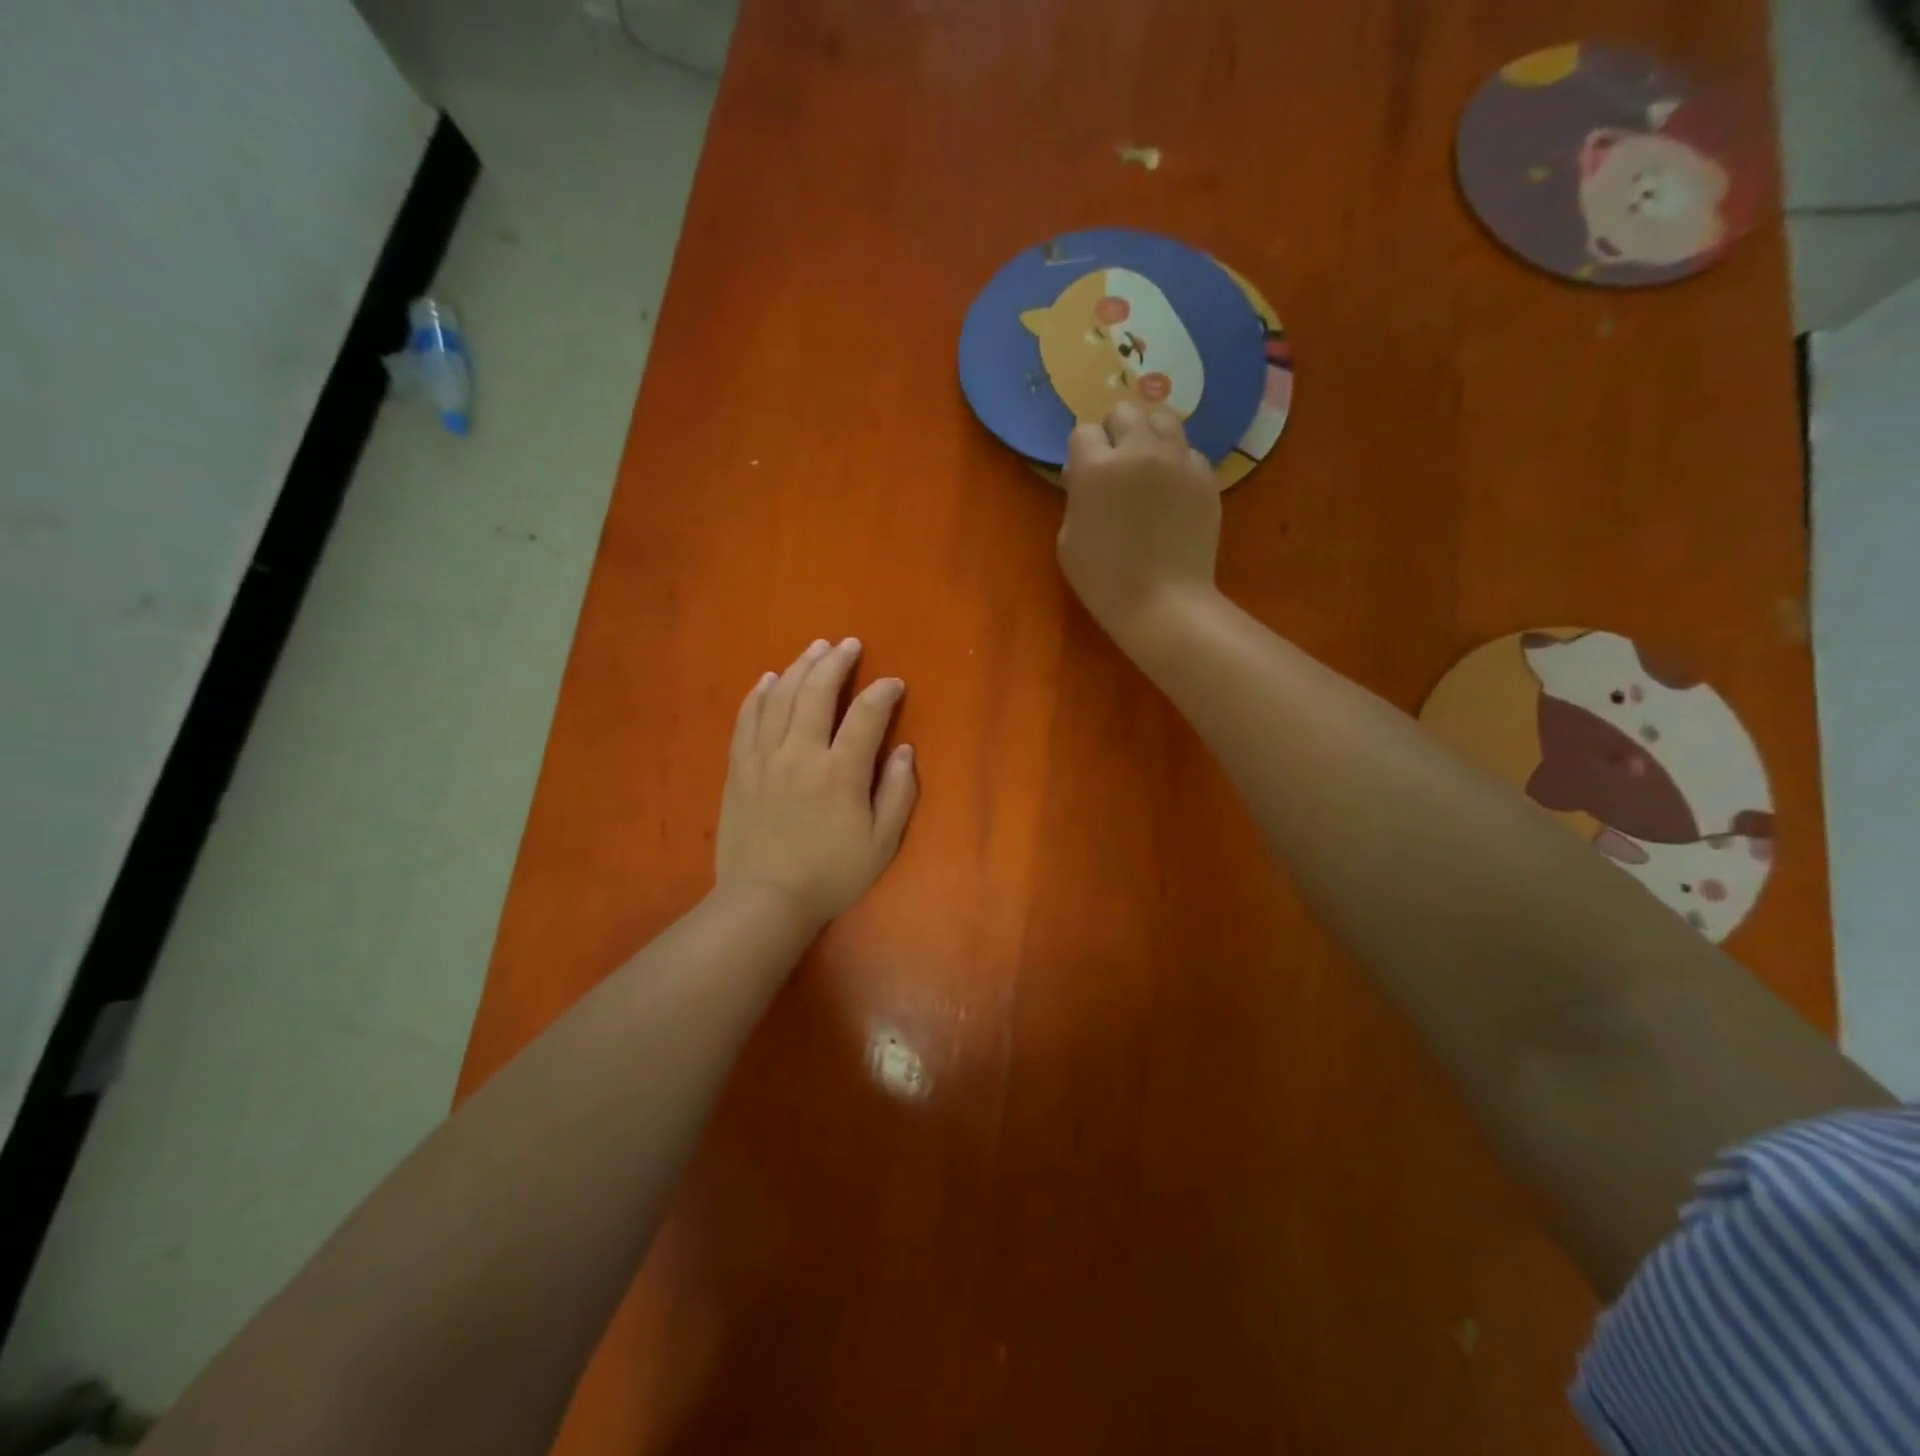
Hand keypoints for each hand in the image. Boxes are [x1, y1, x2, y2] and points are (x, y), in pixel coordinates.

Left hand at [715, 637, 918, 928]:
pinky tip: (769, 679)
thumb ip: (897, 794)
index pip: (867, 715)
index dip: (883, 693)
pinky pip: (747, 719)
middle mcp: (801, 753)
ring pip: (781, 697)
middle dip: (836, 662)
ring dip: (800, 667)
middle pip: (818, 691)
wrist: (764, 900)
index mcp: (841, 772)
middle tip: (849, 644)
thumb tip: (904, 750)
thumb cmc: (830, 875)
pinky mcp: (739, 767)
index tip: (893, 684)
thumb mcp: (880, 844)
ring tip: (815, 648)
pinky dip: (759, 694)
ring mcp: (764, 757)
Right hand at [1057, 402, 1221, 648]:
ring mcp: (1178, 461)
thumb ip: (1077, 496)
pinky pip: (1189, 452)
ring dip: (1149, 435)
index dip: (1082, 452)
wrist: (1163, 603)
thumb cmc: (1104, 580)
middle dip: (1115, 432)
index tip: (1083, 475)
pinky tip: (1172, 492)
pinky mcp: (1206, 477)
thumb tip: (1086, 475)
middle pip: (1125, 411)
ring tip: (1147, 465)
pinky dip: (1177, 462)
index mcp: (1097, 468)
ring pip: (1163, 418)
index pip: (1084, 431)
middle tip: (1115, 464)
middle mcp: (1139, 451)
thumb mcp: (1068, 539)